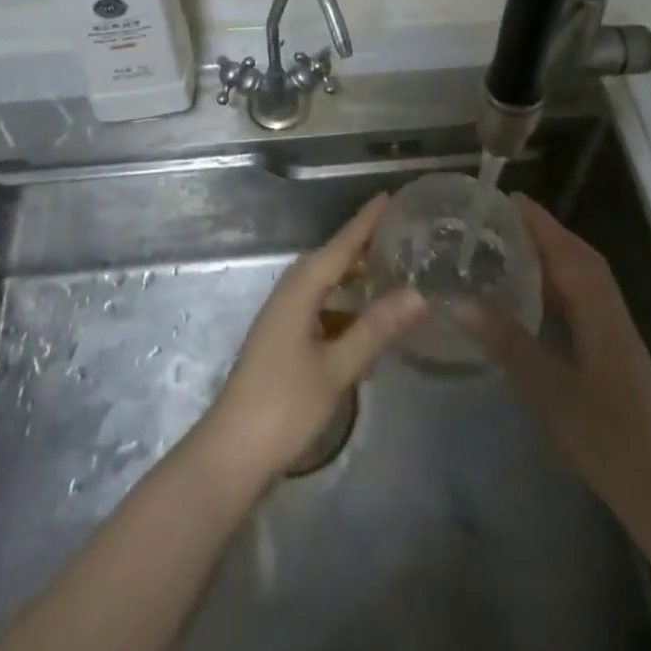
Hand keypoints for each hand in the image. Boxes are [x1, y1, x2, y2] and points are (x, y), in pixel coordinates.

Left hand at [200, 194, 425, 483]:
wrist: (231, 454)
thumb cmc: (284, 406)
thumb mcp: (337, 368)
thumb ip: (376, 328)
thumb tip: (418, 294)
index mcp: (301, 288)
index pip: (341, 245)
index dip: (366, 222)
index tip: (390, 197)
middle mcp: (290, 292)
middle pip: (331, 258)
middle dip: (362, 244)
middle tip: (400, 233)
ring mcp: (283, 316)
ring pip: (324, 283)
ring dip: (352, 274)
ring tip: (388, 269)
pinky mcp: (282, 339)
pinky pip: (319, 305)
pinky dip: (343, 303)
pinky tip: (363, 318)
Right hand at [457, 194, 650, 523]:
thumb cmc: (606, 436)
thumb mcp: (548, 389)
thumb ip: (506, 341)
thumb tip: (458, 302)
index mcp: (597, 306)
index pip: (565, 247)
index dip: (536, 220)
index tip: (503, 198)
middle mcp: (609, 306)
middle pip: (576, 253)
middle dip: (540, 230)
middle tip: (496, 220)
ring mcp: (614, 327)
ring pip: (582, 274)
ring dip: (550, 253)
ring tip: (508, 246)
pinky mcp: (613, 346)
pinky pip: (583, 295)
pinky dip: (558, 280)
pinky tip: (534, 294)